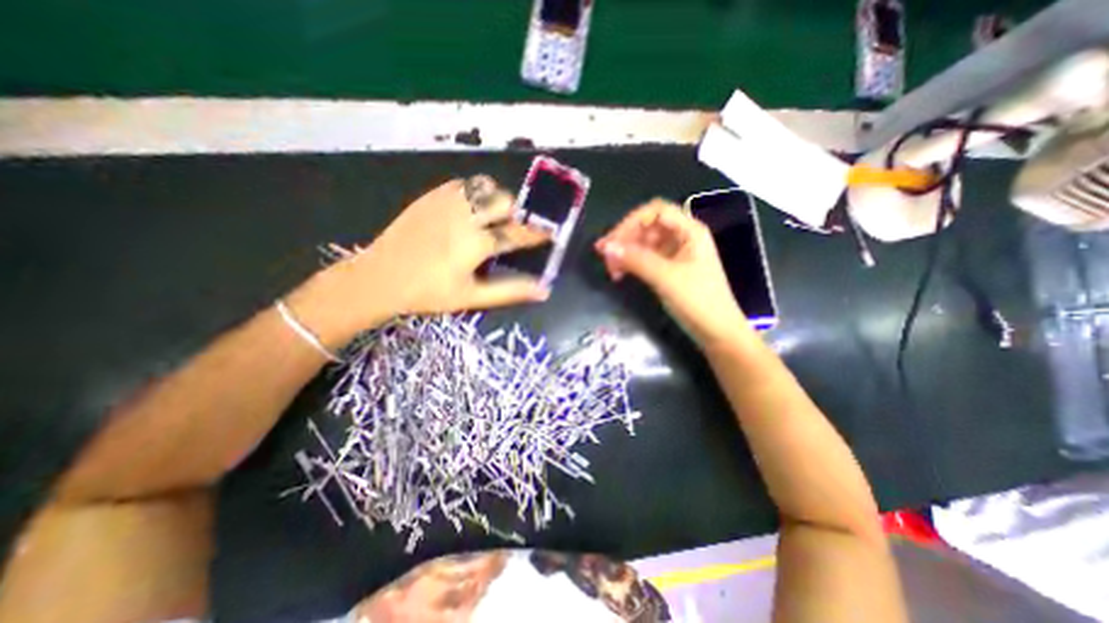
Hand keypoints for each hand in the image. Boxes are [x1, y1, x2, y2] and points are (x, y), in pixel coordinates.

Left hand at [286, 178, 546, 346]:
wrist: (379, 277)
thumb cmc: (428, 293)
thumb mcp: (472, 297)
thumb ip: (510, 291)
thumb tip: (543, 290)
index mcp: (475, 243)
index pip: (517, 234)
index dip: (537, 233)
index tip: (550, 232)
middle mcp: (464, 216)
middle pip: (504, 201)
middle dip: (515, 213)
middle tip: (512, 229)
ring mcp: (445, 202)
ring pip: (485, 186)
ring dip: (496, 200)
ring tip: (491, 219)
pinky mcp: (431, 196)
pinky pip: (464, 185)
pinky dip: (475, 194)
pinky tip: (470, 212)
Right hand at [593, 197, 749, 346]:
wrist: (718, 333)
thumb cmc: (698, 301)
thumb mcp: (666, 278)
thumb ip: (636, 260)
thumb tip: (606, 248)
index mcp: (690, 231)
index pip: (655, 211)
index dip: (631, 222)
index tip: (612, 241)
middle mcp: (683, 237)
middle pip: (648, 226)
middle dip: (625, 239)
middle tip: (605, 257)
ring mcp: (676, 254)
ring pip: (645, 243)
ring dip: (626, 252)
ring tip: (611, 269)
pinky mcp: (670, 269)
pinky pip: (647, 258)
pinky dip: (632, 263)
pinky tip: (621, 274)